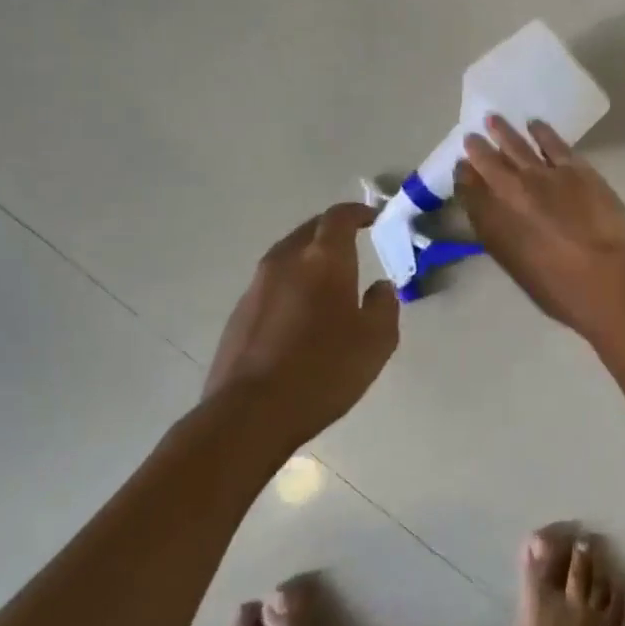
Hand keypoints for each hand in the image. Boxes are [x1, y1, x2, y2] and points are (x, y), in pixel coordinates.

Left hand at [204, 201, 399, 450]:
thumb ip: (385, 305)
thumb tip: (380, 286)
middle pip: (309, 230)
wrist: (250, 413)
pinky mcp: (239, 313)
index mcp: (323, 259)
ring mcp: (256, 286)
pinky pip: (271, 283)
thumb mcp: (377, 341)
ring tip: (328, 278)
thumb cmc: (324, 371)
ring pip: (287, 255)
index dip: (358, 212)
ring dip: (309, 257)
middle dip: (332, 231)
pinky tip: (300, 312)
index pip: (339, 217)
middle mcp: (286, 261)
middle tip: (352, 243)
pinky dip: (291, 284)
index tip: (372, 217)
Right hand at [456, 115, 624, 336]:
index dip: (464, 178)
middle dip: (478, 149)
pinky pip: (553, 142)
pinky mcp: (575, 168)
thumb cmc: (563, 291)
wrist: (608, 278)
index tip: (462, 169)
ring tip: (494, 120)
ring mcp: (543, 176)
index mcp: (493, 225)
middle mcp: (511, 193)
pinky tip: (535, 124)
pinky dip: (542, 132)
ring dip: (504, 132)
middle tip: (472, 138)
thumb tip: (501, 220)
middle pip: (488, 163)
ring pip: (517, 145)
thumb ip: (505, 240)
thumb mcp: (520, 270)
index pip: (469, 192)